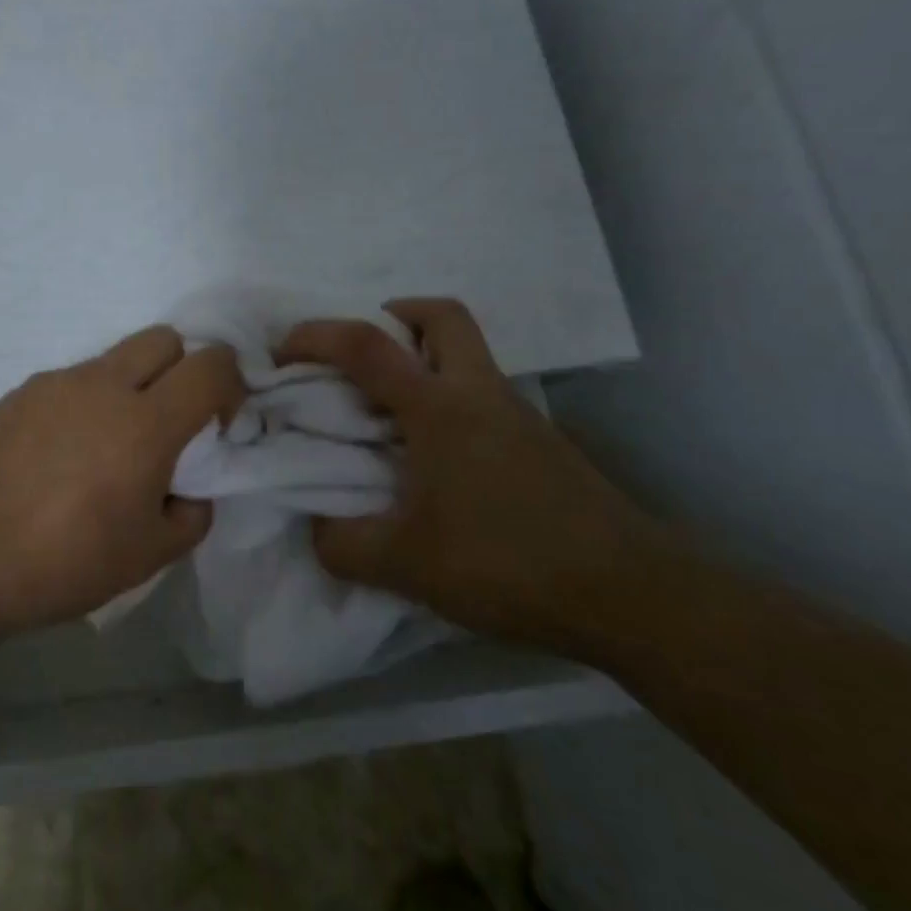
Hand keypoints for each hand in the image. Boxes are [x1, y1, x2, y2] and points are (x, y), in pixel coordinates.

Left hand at [0, 326, 244, 634]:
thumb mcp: (149, 556)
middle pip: (165, 339)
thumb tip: (189, 488)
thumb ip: (191, 514)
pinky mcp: (18, 392)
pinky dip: (84, 403)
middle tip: (168, 422)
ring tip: (104, 447)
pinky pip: (70, 381)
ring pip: (113, 359)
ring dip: (130, 387)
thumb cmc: (63, 563)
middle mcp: (103, 386)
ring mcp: (55, 383)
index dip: (230, 385)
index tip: (217, 424)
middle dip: (182, 369)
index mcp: (145, 423)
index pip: (211, 365)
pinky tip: (59, 454)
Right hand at [277, 299, 650, 651]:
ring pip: (468, 354)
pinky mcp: (539, 443)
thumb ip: (344, 544)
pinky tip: (438, 458)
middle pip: (442, 317)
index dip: (316, 336)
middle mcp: (478, 393)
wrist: (628, 593)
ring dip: (425, 359)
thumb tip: (316, 530)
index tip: (282, 353)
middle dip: (395, 317)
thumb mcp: (406, 564)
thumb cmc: (507, 562)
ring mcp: (516, 415)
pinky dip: (450, 401)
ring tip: (391, 411)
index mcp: (439, 407)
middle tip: (363, 354)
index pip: (367, 345)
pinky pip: (484, 396)